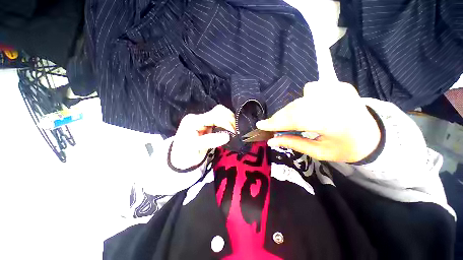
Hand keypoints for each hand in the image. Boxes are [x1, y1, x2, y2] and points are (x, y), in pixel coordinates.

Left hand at [170, 105, 235, 168]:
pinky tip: (231, 130)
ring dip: (230, 120)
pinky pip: (220, 119)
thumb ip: (210, 140)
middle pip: (218, 111)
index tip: (233, 133)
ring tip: (234, 130)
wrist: (181, 158)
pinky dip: (228, 123)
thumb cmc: (185, 154)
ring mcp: (203, 120)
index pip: (214, 116)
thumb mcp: (195, 148)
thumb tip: (227, 136)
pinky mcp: (208, 124)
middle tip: (236, 131)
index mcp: (194, 121)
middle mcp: (199, 117)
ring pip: (221, 113)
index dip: (226, 123)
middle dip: (230, 119)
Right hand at [256, 81, 380, 162]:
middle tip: (271, 125)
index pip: (296, 119)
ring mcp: (341, 90)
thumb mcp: (319, 152)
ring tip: (291, 121)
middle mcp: (338, 102)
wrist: (373, 135)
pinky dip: (304, 99)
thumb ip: (294, 143)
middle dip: (280, 117)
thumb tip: (271, 140)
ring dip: (291, 110)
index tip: (261, 125)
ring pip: (301, 97)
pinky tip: (310, 108)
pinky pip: (312, 89)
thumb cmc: (346, 148)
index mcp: (336, 123)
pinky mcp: (340, 85)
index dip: (276, 122)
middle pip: (296, 107)